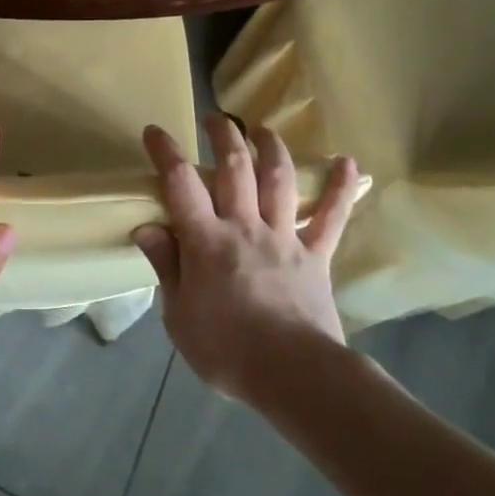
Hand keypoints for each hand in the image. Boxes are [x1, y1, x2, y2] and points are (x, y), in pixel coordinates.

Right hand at [134, 114, 361, 401]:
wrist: (295, 377)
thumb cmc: (227, 350)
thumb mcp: (178, 316)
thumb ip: (166, 266)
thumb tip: (147, 227)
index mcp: (207, 241)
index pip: (180, 184)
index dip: (166, 153)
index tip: (155, 131)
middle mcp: (245, 227)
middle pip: (235, 168)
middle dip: (224, 136)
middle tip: (216, 118)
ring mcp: (284, 237)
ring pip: (278, 180)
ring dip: (270, 148)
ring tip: (262, 129)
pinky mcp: (316, 255)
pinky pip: (332, 217)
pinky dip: (341, 189)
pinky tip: (348, 162)